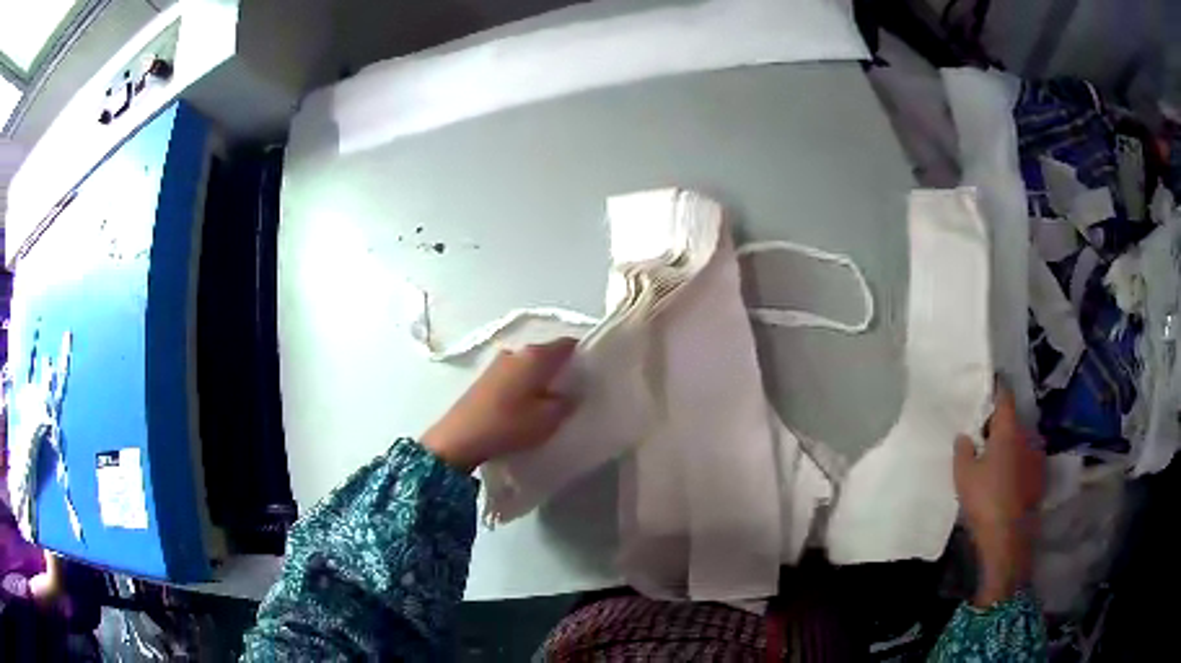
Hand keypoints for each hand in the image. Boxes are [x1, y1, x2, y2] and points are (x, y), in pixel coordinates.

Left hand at [423, 338, 578, 472]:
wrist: (459, 438)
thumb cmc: (509, 425)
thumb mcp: (548, 420)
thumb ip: (567, 402)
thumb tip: (574, 391)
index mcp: (536, 356)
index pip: (569, 343)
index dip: (584, 354)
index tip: (594, 371)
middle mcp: (518, 351)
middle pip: (548, 353)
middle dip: (563, 368)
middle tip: (576, 389)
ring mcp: (499, 362)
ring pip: (530, 364)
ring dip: (542, 377)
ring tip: (552, 400)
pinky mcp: (486, 377)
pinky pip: (515, 374)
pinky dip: (526, 383)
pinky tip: (528, 403)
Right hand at [954, 386, 1044, 606]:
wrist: (1009, 536)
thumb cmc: (985, 499)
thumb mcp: (964, 475)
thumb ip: (963, 449)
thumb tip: (965, 435)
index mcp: (1008, 429)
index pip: (1004, 396)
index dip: (995, 388)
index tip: (987, 385)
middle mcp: (1027, 435)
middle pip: (1012, 420)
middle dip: (998, 423)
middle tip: (981, 431)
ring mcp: (1036, 456)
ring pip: (1020, 440)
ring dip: (1008, 444)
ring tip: (992, 457)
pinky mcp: (1039, 476)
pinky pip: (1026, 459)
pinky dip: (1016, 461)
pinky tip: (1004, 477)